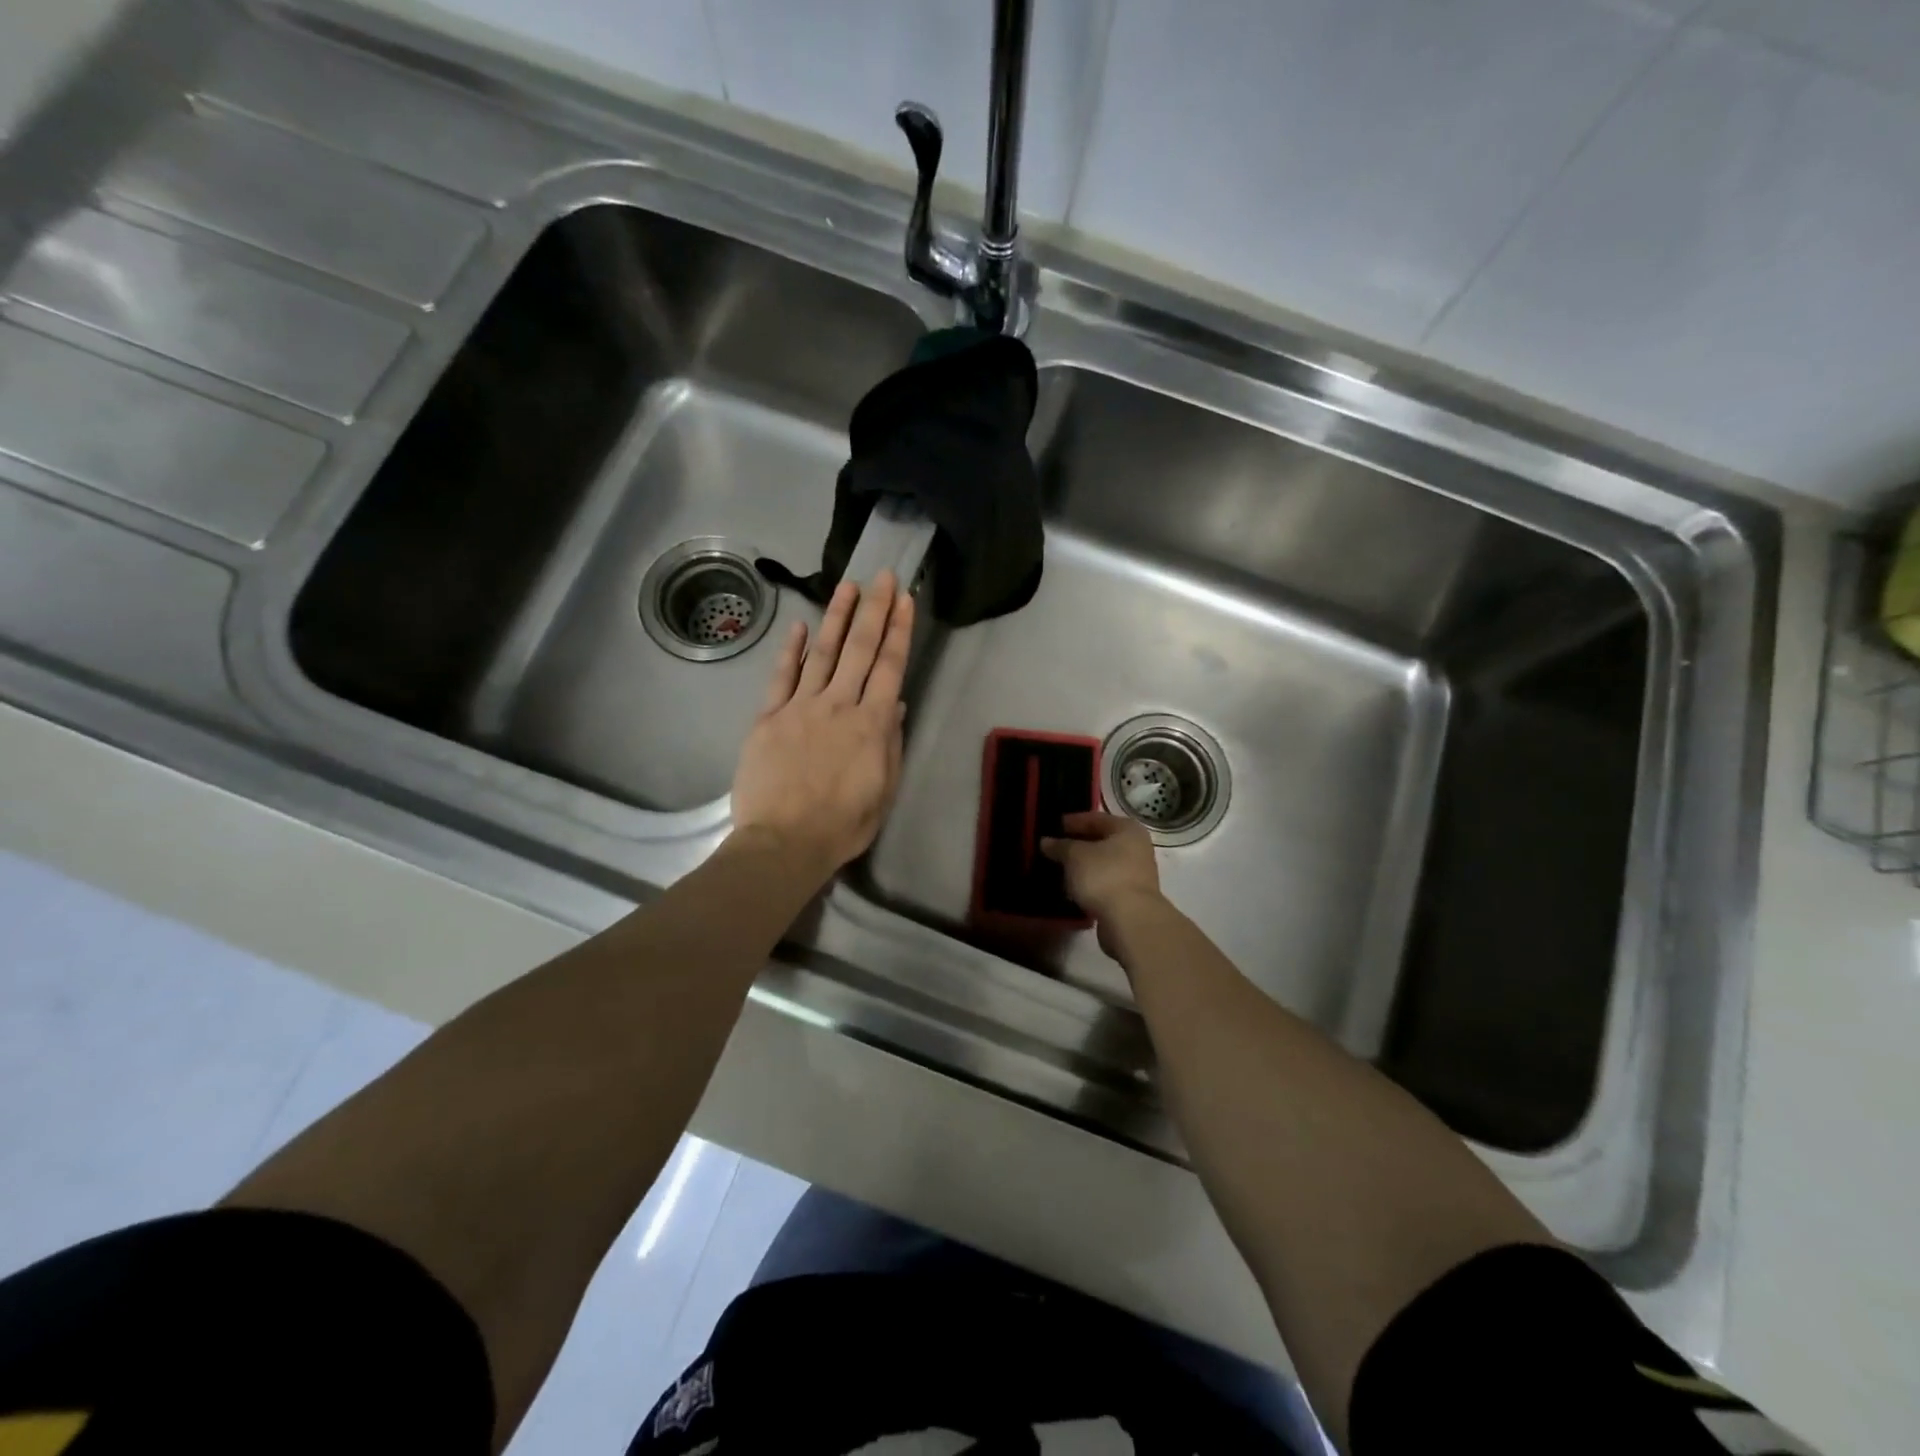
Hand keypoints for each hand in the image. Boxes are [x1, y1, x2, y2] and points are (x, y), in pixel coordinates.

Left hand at [731, 571, 913, 881]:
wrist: (784, 842)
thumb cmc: (842, 825)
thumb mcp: (883, 790)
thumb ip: (890, 743)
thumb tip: (893, 703)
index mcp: (871, 725)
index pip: (889, 666)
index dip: (898, 629)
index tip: (904, 598)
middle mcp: (838, 705)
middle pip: (858, 649)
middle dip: (873, 610)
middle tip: (881, 576)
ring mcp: (800, 708)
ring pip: (822, 653)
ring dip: (835, 617)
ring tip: (847, 586)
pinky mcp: (768, 718)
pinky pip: (781, 677)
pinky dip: (791, 650)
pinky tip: (800, 626)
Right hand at [1041, 812, 1165, 959]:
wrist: (1130, 920)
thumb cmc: (1103, 876)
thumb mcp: (1074, 856)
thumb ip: (1060, 846)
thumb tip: (1046, 841)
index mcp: (1127, 829)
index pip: (1095, 818)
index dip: (1073, 821)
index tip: (1053, 826)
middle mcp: (1137, 847)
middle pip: (1102, 840)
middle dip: (1077, 844)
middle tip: (1053, 847)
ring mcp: (1136, 873)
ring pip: (1103, 863)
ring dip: (1083, 865)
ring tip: (1059, 868)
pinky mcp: (1131, 896)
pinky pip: (1105, 882)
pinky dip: (1090, 882)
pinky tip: (1072, 887)